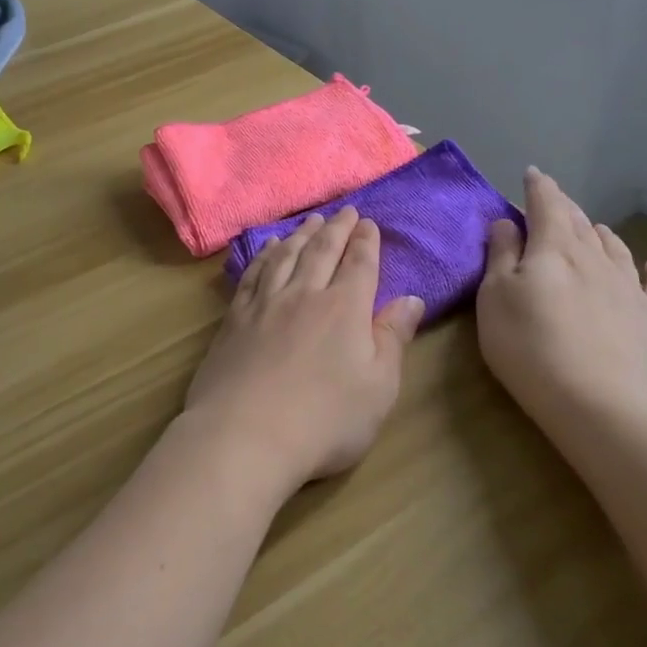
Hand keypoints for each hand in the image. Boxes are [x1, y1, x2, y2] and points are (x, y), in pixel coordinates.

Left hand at [184, 206, 424, 495]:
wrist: (244, 436)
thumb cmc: (324, 421)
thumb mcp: (378, 388)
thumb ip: (393, 339)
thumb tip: (411, 299)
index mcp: (345, 308)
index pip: (360, 264)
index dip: (366, 241)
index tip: (369, 223)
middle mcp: (305, 294)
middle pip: (323, 251)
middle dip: (337, 229)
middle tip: (345, 211)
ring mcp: (266, 303)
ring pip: (287, 255)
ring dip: (302, 234)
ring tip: (312, 220)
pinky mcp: (235, 317)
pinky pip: (254, 273)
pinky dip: (264, 254)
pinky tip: (268, 247)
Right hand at [476, 167, 646, 434]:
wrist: (610, 409)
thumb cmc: (533, 350)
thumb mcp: (495, 300)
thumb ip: (500, 257)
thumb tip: (506, 222)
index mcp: (553, 248)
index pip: (546, 204)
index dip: (538, 186)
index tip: (532, 174)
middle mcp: (596, 258)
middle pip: (580, 222)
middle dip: (565, 208)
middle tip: (554, 201)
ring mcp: (632, 288)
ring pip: (616, 248)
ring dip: (601, 234)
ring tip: (594, 228)